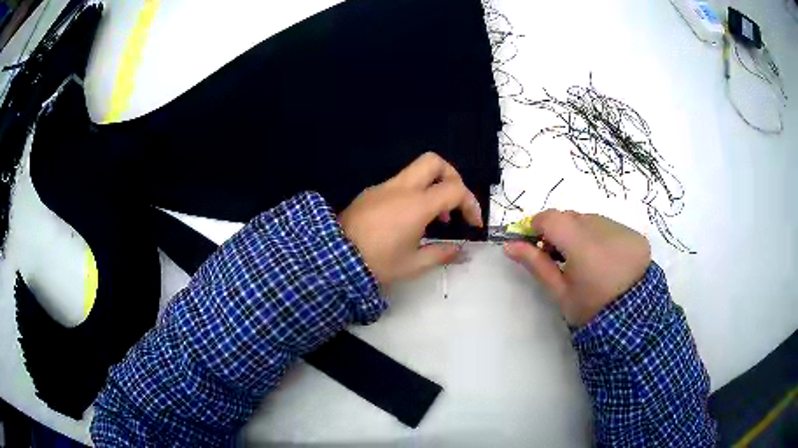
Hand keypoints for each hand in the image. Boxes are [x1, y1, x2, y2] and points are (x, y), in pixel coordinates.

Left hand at [339, 152, 482, 284]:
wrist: (334, 258)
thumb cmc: (377, 263)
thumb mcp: (413, 264)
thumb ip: (442, 254)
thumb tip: (461, 251)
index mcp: (416, 205)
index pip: (455, 190)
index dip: (470, 204)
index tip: (473, 224)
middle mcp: (401, 188)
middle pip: (434, 162)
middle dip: (452, 177)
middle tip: (454, 202)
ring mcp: (383, 187)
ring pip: (415, 171)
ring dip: (432, 186)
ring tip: (435, 219)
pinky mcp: (371, 192)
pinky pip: (399, 183)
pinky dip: (413, 193)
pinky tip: (409, 220)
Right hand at [504, 210, 650, 325]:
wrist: (632, 322)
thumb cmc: (590, 310)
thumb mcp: (560, 292)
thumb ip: (537, 264)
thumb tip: (509, 245)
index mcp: (582, 246)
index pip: (552, 218)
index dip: (539, 225)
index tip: (536, 241)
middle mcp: (604, 230)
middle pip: (572, 217)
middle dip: (561, 230)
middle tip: (560, 256)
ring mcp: (624, 230)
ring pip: (592, 220)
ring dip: (582, 232)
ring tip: (587, 260)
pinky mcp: (637, 235)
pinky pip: (611, 226)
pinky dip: (603, 236)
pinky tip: (607, 259)